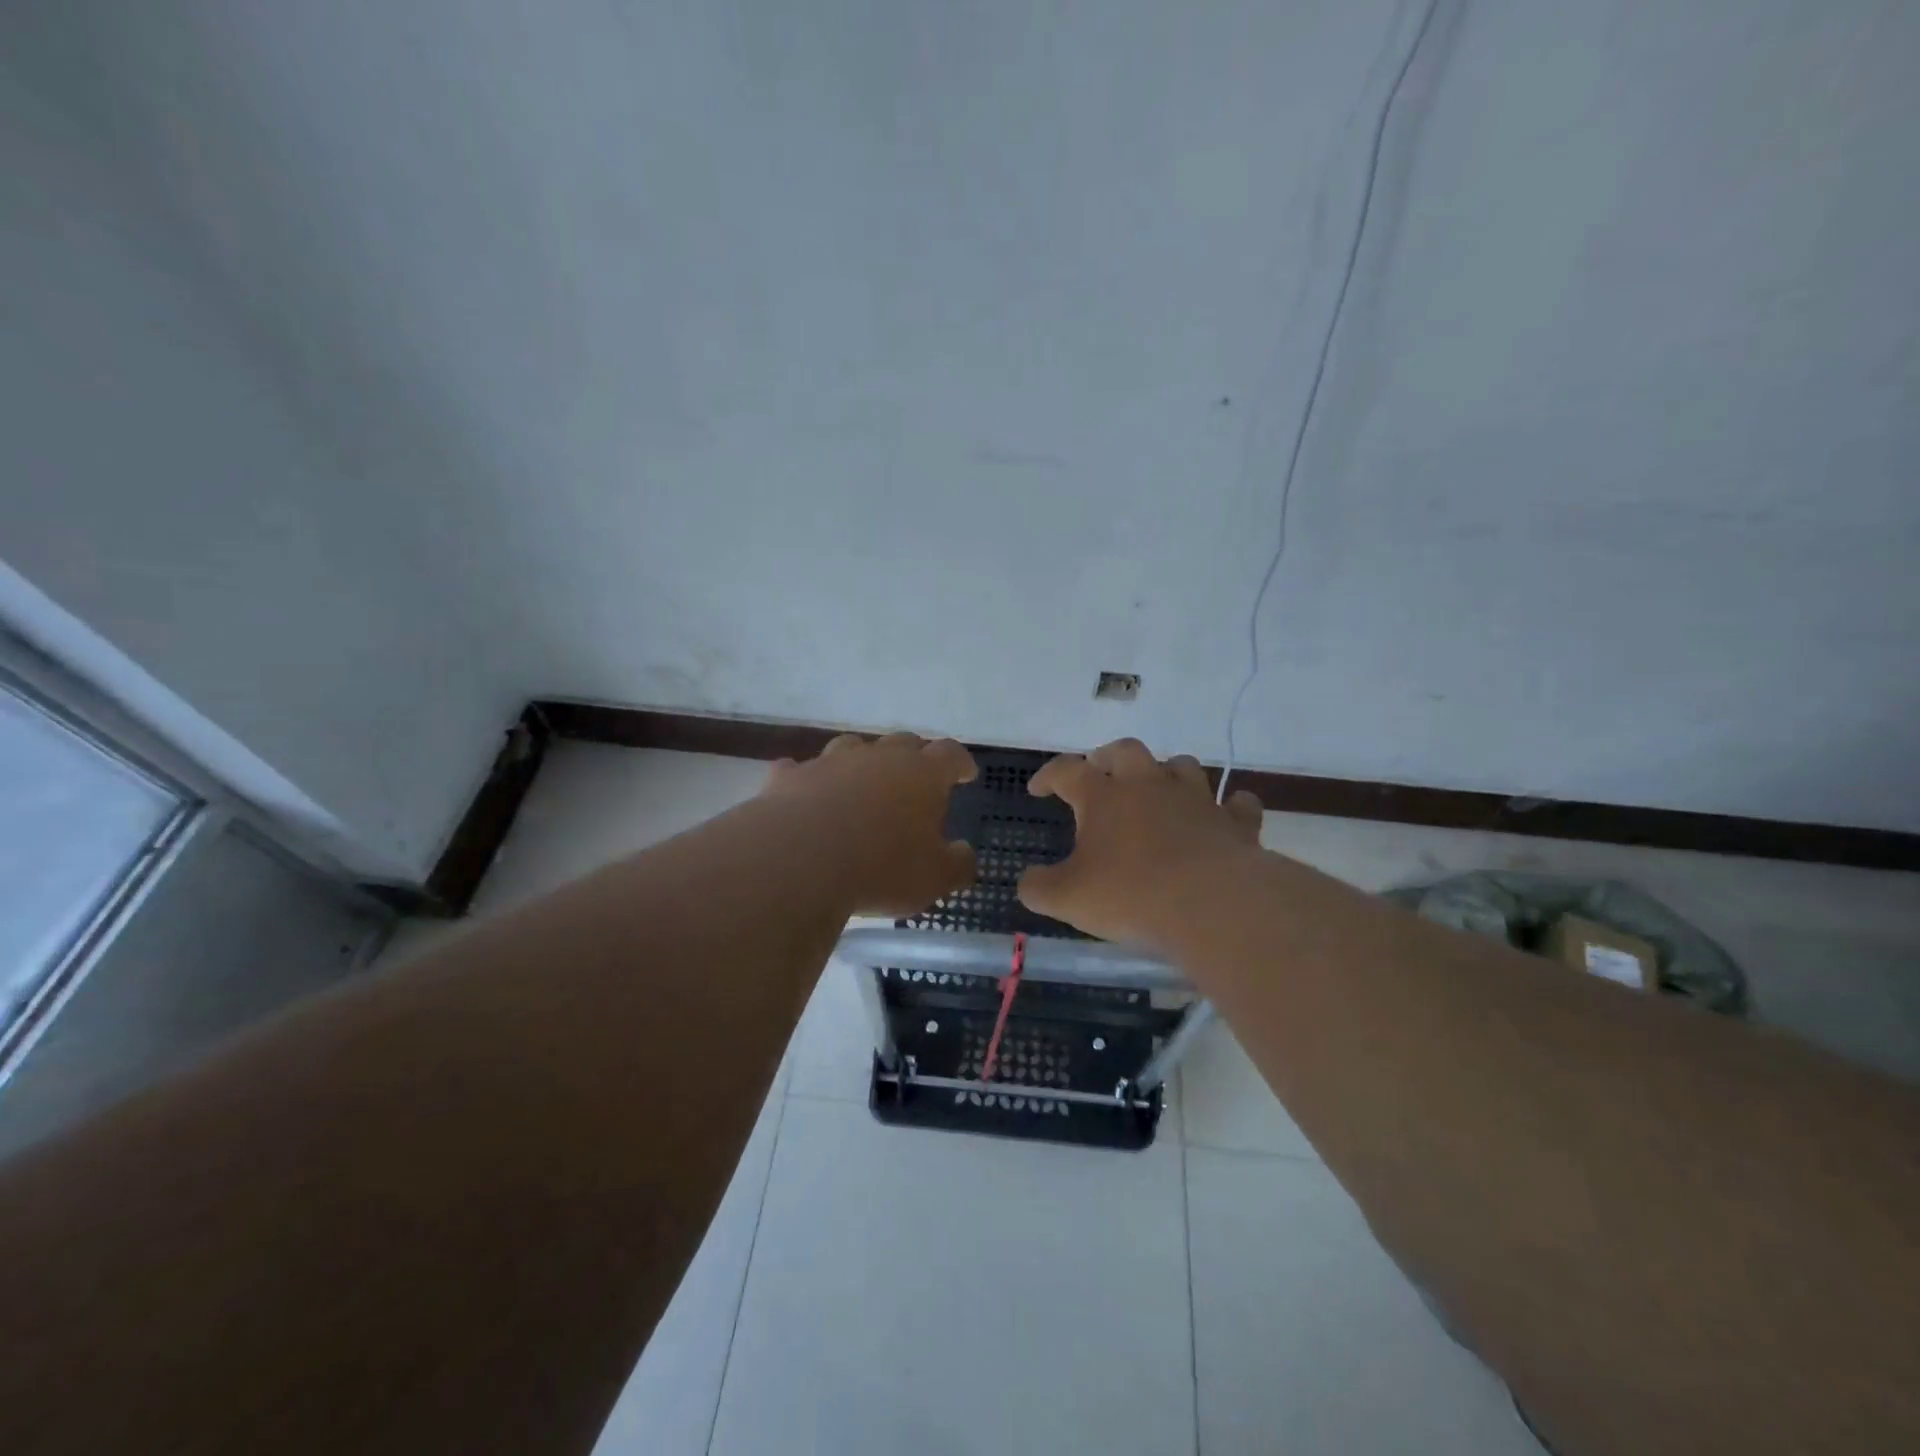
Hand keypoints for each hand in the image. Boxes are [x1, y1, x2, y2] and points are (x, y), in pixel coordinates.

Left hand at [763, 732, 978, 916]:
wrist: (799, 860)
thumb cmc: (881, 868)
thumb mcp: (934, 878)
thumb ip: (957, 864)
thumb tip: (964, 852)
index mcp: (922, 774)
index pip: (950, 754)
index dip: (960, 762)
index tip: (965, 773)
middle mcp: (879, 757)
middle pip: (903, 743)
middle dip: (915, 756)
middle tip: (918, 777)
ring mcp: (831, 762)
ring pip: (853, 747)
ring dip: (863, 761)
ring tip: (863, 782)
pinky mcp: (791, 777)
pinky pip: (801, 770)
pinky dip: (808, 779)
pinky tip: (806, 792)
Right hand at [1017, 738, 1263, 946]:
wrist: (1212, 904)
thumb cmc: (1131, 895)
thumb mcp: (1067, 899)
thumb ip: (1038, 887)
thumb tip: (1028, 880)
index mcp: (1103, 796)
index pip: (1066, 770)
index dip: (1048, 776)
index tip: (1038, 789)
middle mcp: (1148, 785)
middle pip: (1125, 751)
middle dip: (1108, 757)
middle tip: (1099, 772)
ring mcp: (1195, 799)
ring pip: (1181, 766)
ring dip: (1166, 772)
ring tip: (1158, 789)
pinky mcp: (1234, 822)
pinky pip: (1236, 803)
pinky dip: (1228, 806)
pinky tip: (1222, 815)